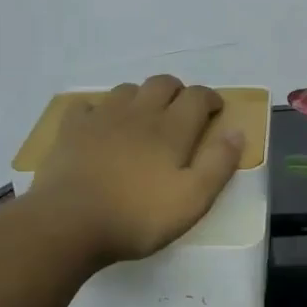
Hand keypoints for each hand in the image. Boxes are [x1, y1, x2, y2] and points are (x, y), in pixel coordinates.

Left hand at [27, 76, 245, 265]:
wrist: (69, 223)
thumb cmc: (137, 216)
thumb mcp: (192, 200)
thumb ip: (218, 164)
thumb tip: (237, 132)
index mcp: (171, 129)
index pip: (197, 97)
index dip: (210, 99)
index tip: (215, 110)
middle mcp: (138, 113)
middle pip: (162, 83)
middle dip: (177, 91)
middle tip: (182, 111)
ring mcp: (101, 117)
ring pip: (126, 90)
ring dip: (141, 97)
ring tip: (144, 118)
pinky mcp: (71, 129)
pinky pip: (87, 106)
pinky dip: (99, 110)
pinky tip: (99, 125)